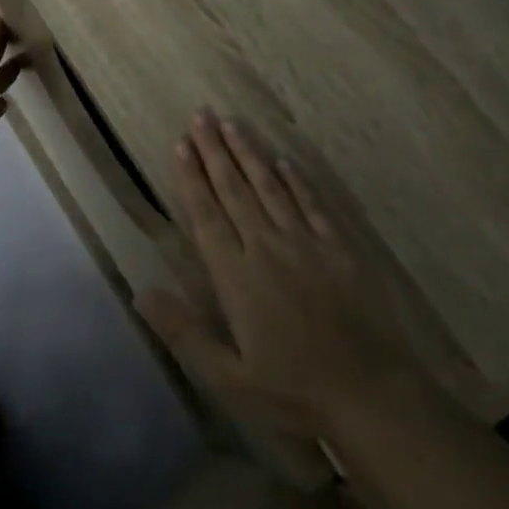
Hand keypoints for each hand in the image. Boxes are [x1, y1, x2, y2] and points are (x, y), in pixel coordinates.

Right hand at [138, 109, 426, 435]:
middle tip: (200, 116)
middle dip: (214, 151)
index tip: (180, 146)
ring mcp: (305, 243)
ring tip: (231, 123)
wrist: (368, 392)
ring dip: (249, 153)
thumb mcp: (226, 375)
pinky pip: (311, 203)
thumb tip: (141, 293)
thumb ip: (183, 331)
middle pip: (234, 190)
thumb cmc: (291, 390)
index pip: (206, 215)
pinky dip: (295, 179)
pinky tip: (283, 160)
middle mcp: (266, 247)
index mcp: (235, 275)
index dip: (191, 178)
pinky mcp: (337, 248)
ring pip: (269, 187)